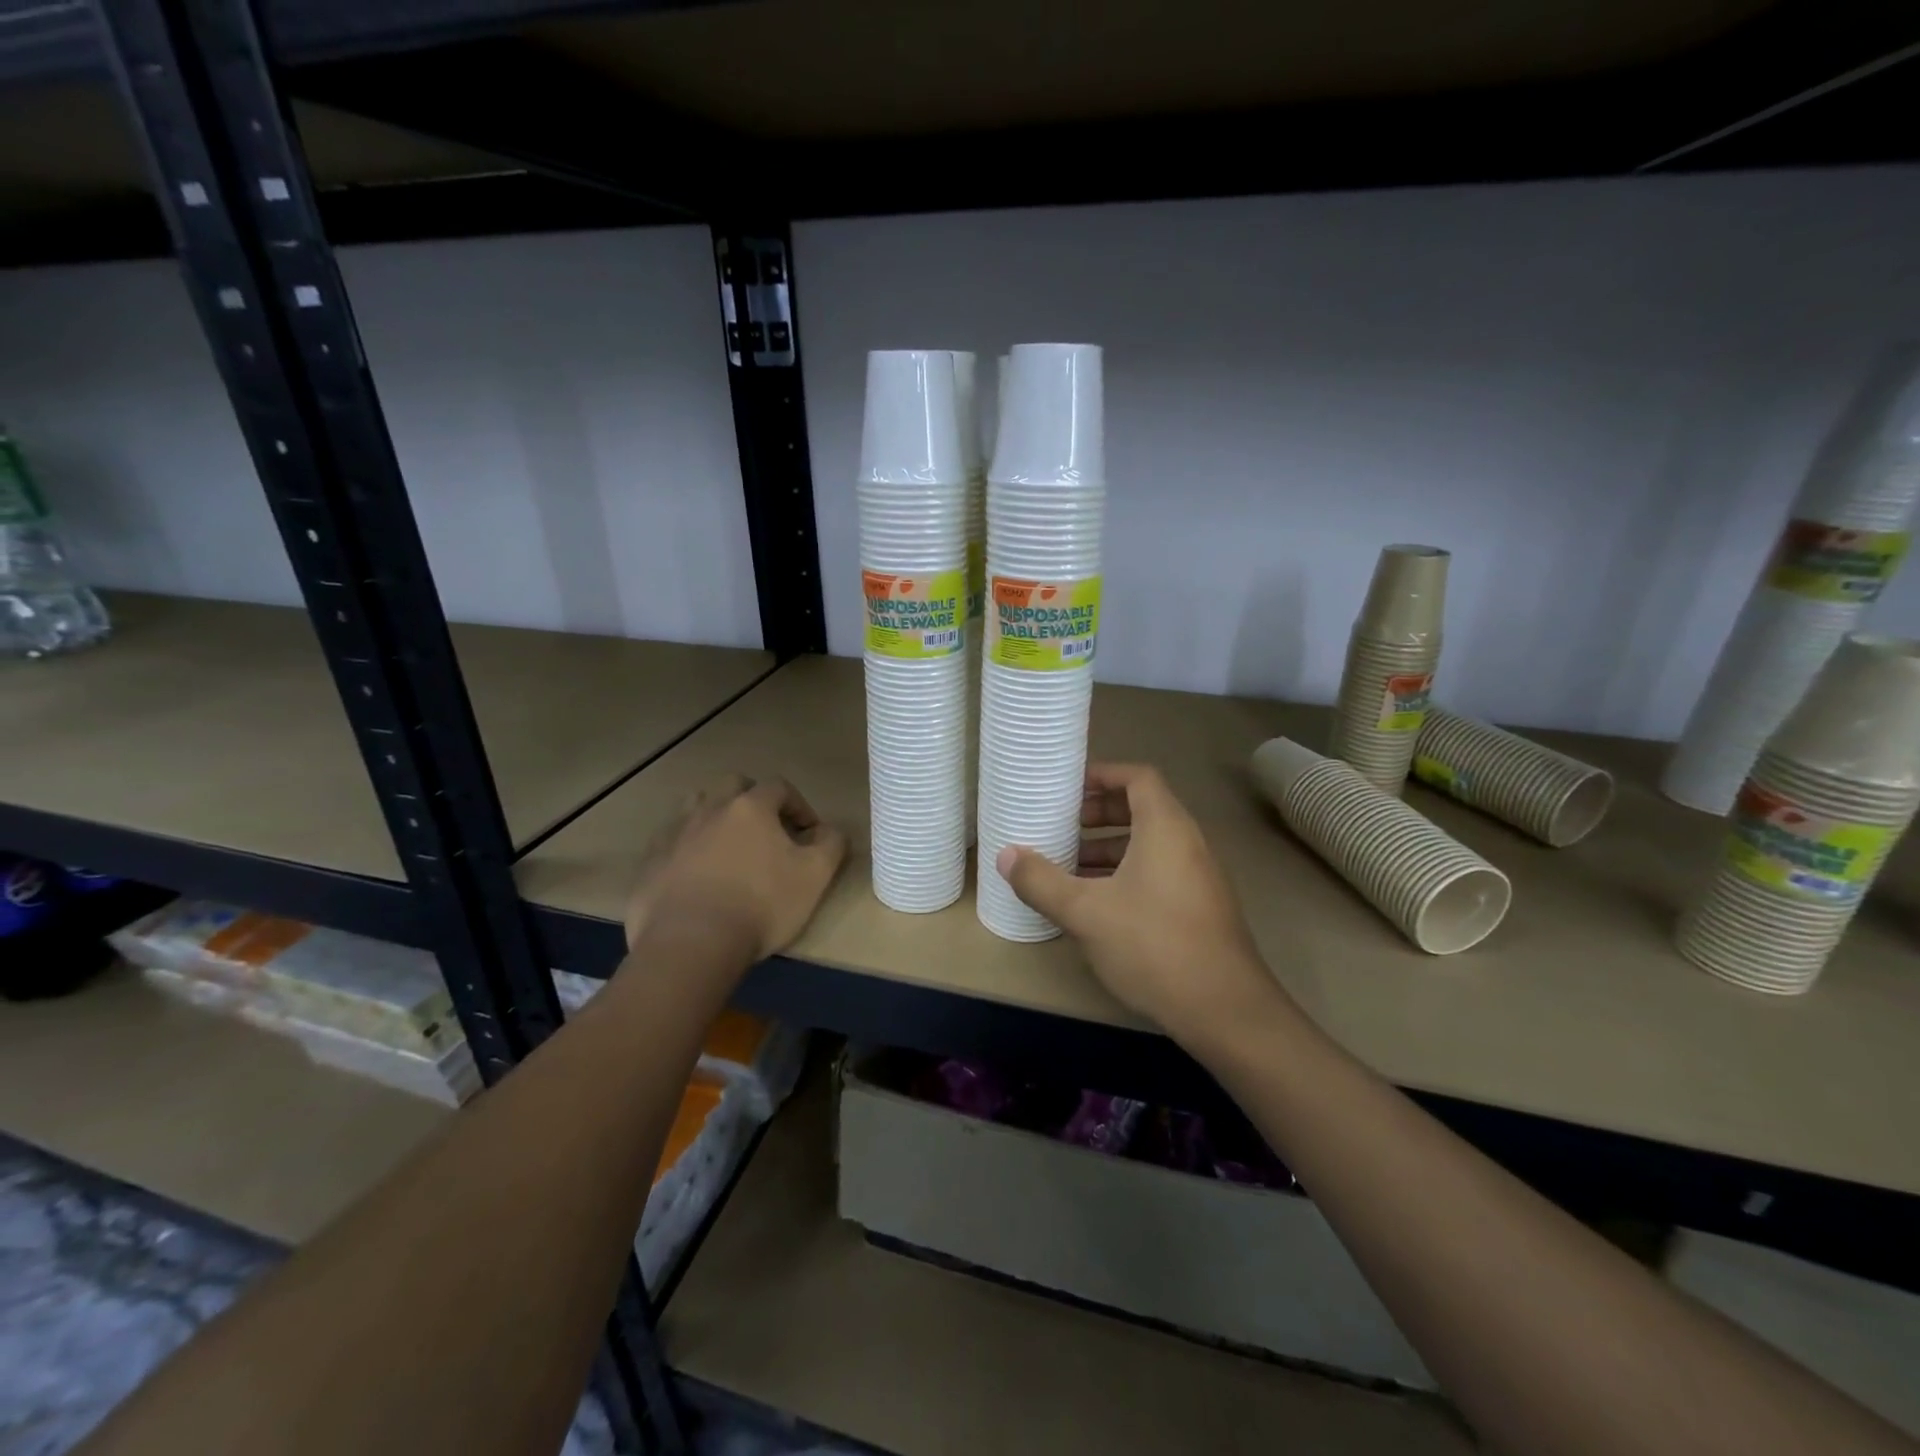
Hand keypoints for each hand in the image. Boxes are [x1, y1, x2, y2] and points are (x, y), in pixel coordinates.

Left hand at [625, 775, 847, 963]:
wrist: (691, 943)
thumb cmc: (761, 904)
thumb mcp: (815, 876)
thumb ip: (831, 844)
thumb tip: (830, 830)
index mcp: (751, 807)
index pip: (779, 787)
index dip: (799, 806)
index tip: (808, 833)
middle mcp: (710, 808)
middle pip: (733, 785)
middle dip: (753, 800)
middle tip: (767, 831)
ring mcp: (675, 833)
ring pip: (696, 806)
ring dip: (715, 816)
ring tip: (728, 847)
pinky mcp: (650, 862)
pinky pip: (670, 842)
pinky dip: (687, 849)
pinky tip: (696, 876)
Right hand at [997, 763, 1287, 1046]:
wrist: (1226, 1010)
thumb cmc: (1153, 945)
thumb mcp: (1086, 912)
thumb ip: (1041, 881)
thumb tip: (1005, 855)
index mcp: (1165, 828)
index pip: (1138, 777)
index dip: (1102, 775)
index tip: (1067, 786)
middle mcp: (1187, 843)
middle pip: (1142, 809)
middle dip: (1098, 815)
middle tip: (1060, 827)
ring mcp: (1198, 877)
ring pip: (1148, 846)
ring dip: (1108, 850)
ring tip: (1067, 867)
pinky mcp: (1199, 908)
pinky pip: (1157, 872)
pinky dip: (1125, 875)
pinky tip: (1095, 905)